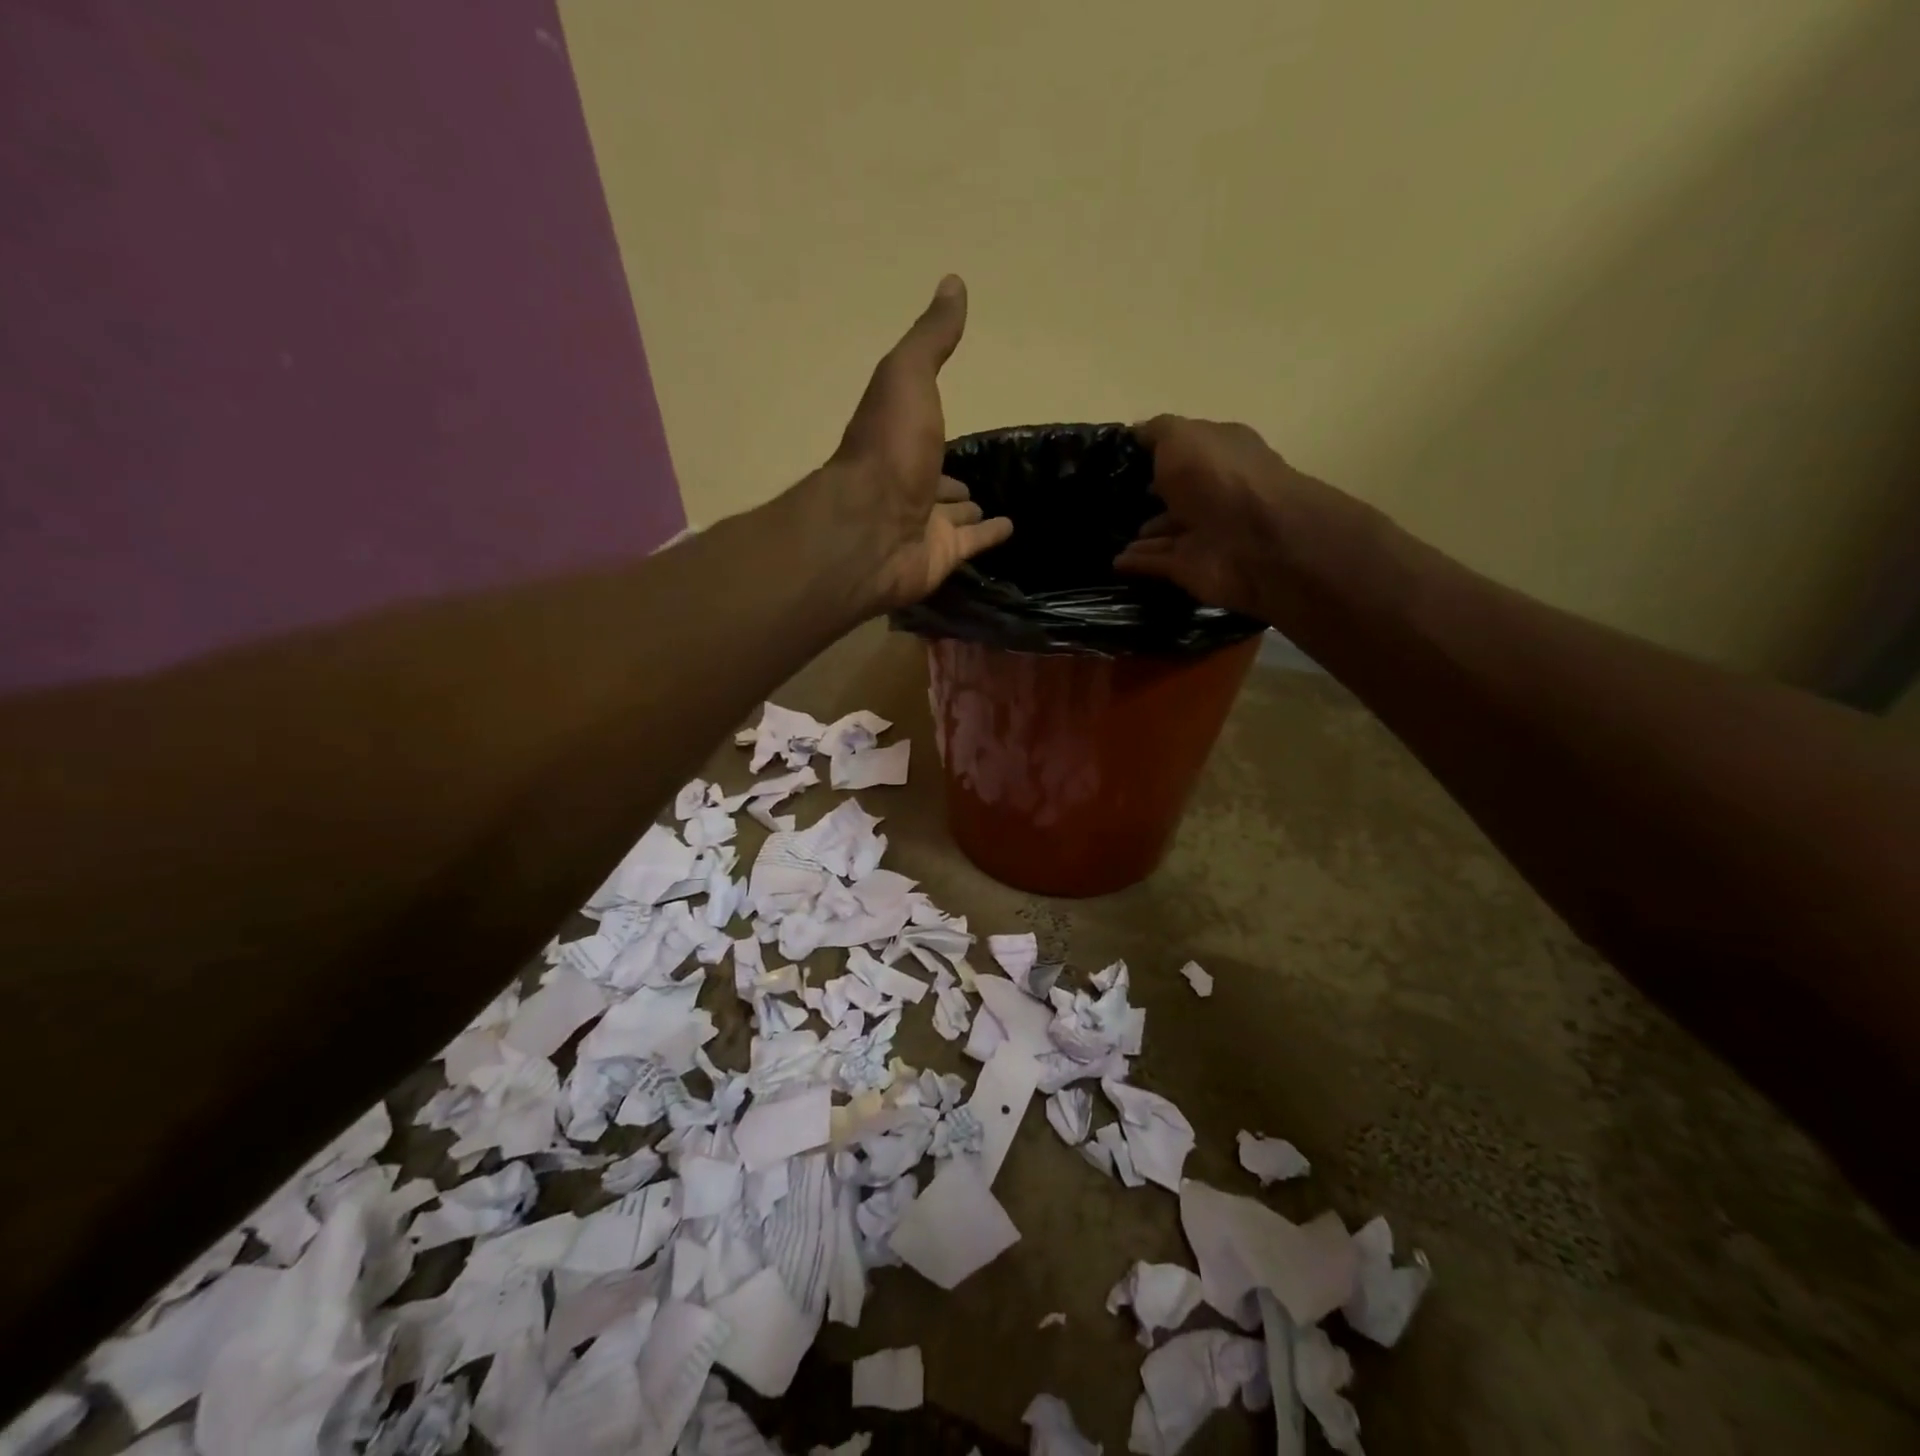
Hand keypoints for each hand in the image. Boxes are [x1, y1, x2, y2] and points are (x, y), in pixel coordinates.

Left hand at [827, 276, 1012, 611]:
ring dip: (967, 510)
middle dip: (952, 480)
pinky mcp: (940, 557)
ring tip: (993, 504)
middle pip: (935, 480)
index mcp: (897, 441)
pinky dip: (989, 537)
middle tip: (977, 480)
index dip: (938, 428)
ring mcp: (923, 525)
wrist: (870, 528)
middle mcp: (907, 484)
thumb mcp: (908, 377)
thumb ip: (931, 338)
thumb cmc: (888, 449)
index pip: (923, 434)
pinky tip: (1011, 529)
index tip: (961, 424)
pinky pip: (971, 545)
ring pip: (951, 517)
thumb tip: (953, 283)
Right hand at [1115, 415, 1337, 621]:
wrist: (1255, 544)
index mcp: (1219, 453)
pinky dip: (1137, 562)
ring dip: (1142, 534)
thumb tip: (1136, 432)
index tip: (1117, 457)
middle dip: (1148, 495)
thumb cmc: (1219, 478)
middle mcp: (1214, 491)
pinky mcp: (1192, 567)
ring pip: (1166, 531)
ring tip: (1104, 533)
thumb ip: (1157, 432)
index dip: (1155, 451)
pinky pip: (1157, 563)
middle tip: (1109, 499)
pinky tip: (1112, 561)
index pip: (1185, 449)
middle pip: (1176, 493)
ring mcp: (1204, 532)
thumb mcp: (1182, 437)